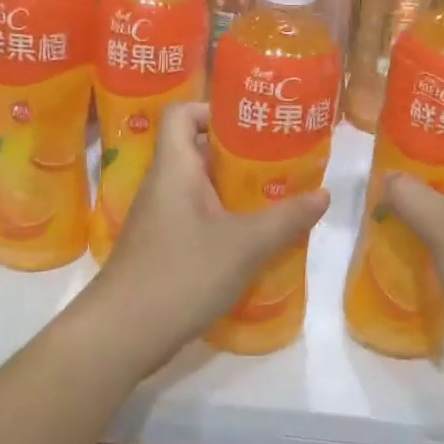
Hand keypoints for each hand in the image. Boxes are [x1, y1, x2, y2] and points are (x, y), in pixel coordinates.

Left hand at [90, 102, 329, 366]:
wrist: (121, 334)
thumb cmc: (181, 273)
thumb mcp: (245, 245)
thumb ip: (286, 218)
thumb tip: (323, 194)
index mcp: (175, 167)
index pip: (182, 113)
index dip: (212, 109)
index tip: (249, 124)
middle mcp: (162, 185)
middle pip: (196, 150)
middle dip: (237, 154)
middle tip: (277, 162)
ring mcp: (157, 219)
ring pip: (198, 188)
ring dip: (232, 191)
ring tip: (272, 199)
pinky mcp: (159, 249)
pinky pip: (194, 219)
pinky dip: (221, 221)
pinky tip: (249, 242)